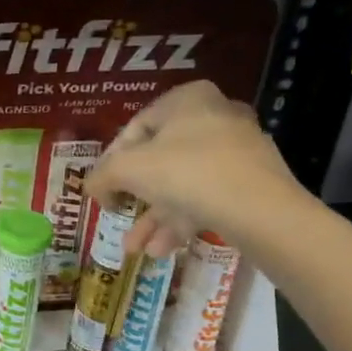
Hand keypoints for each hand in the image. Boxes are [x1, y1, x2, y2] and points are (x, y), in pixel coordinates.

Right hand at [85, 81, 306, 257]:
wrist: (260, 209)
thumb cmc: (186, 173)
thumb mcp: (128, 170)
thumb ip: (102, 175)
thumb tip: (91, 186)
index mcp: (187, 99)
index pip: (135, 128)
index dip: (111, 161)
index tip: (102, 189)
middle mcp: (215, 116)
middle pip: (159, 158)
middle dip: (135, 196)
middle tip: (119, 215)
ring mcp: (237, 150)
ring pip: (182, 183)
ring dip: (154, 216)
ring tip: (134, 248)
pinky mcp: (251, 182)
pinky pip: (205, 197)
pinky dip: (180, 221)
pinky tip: (161, 251)